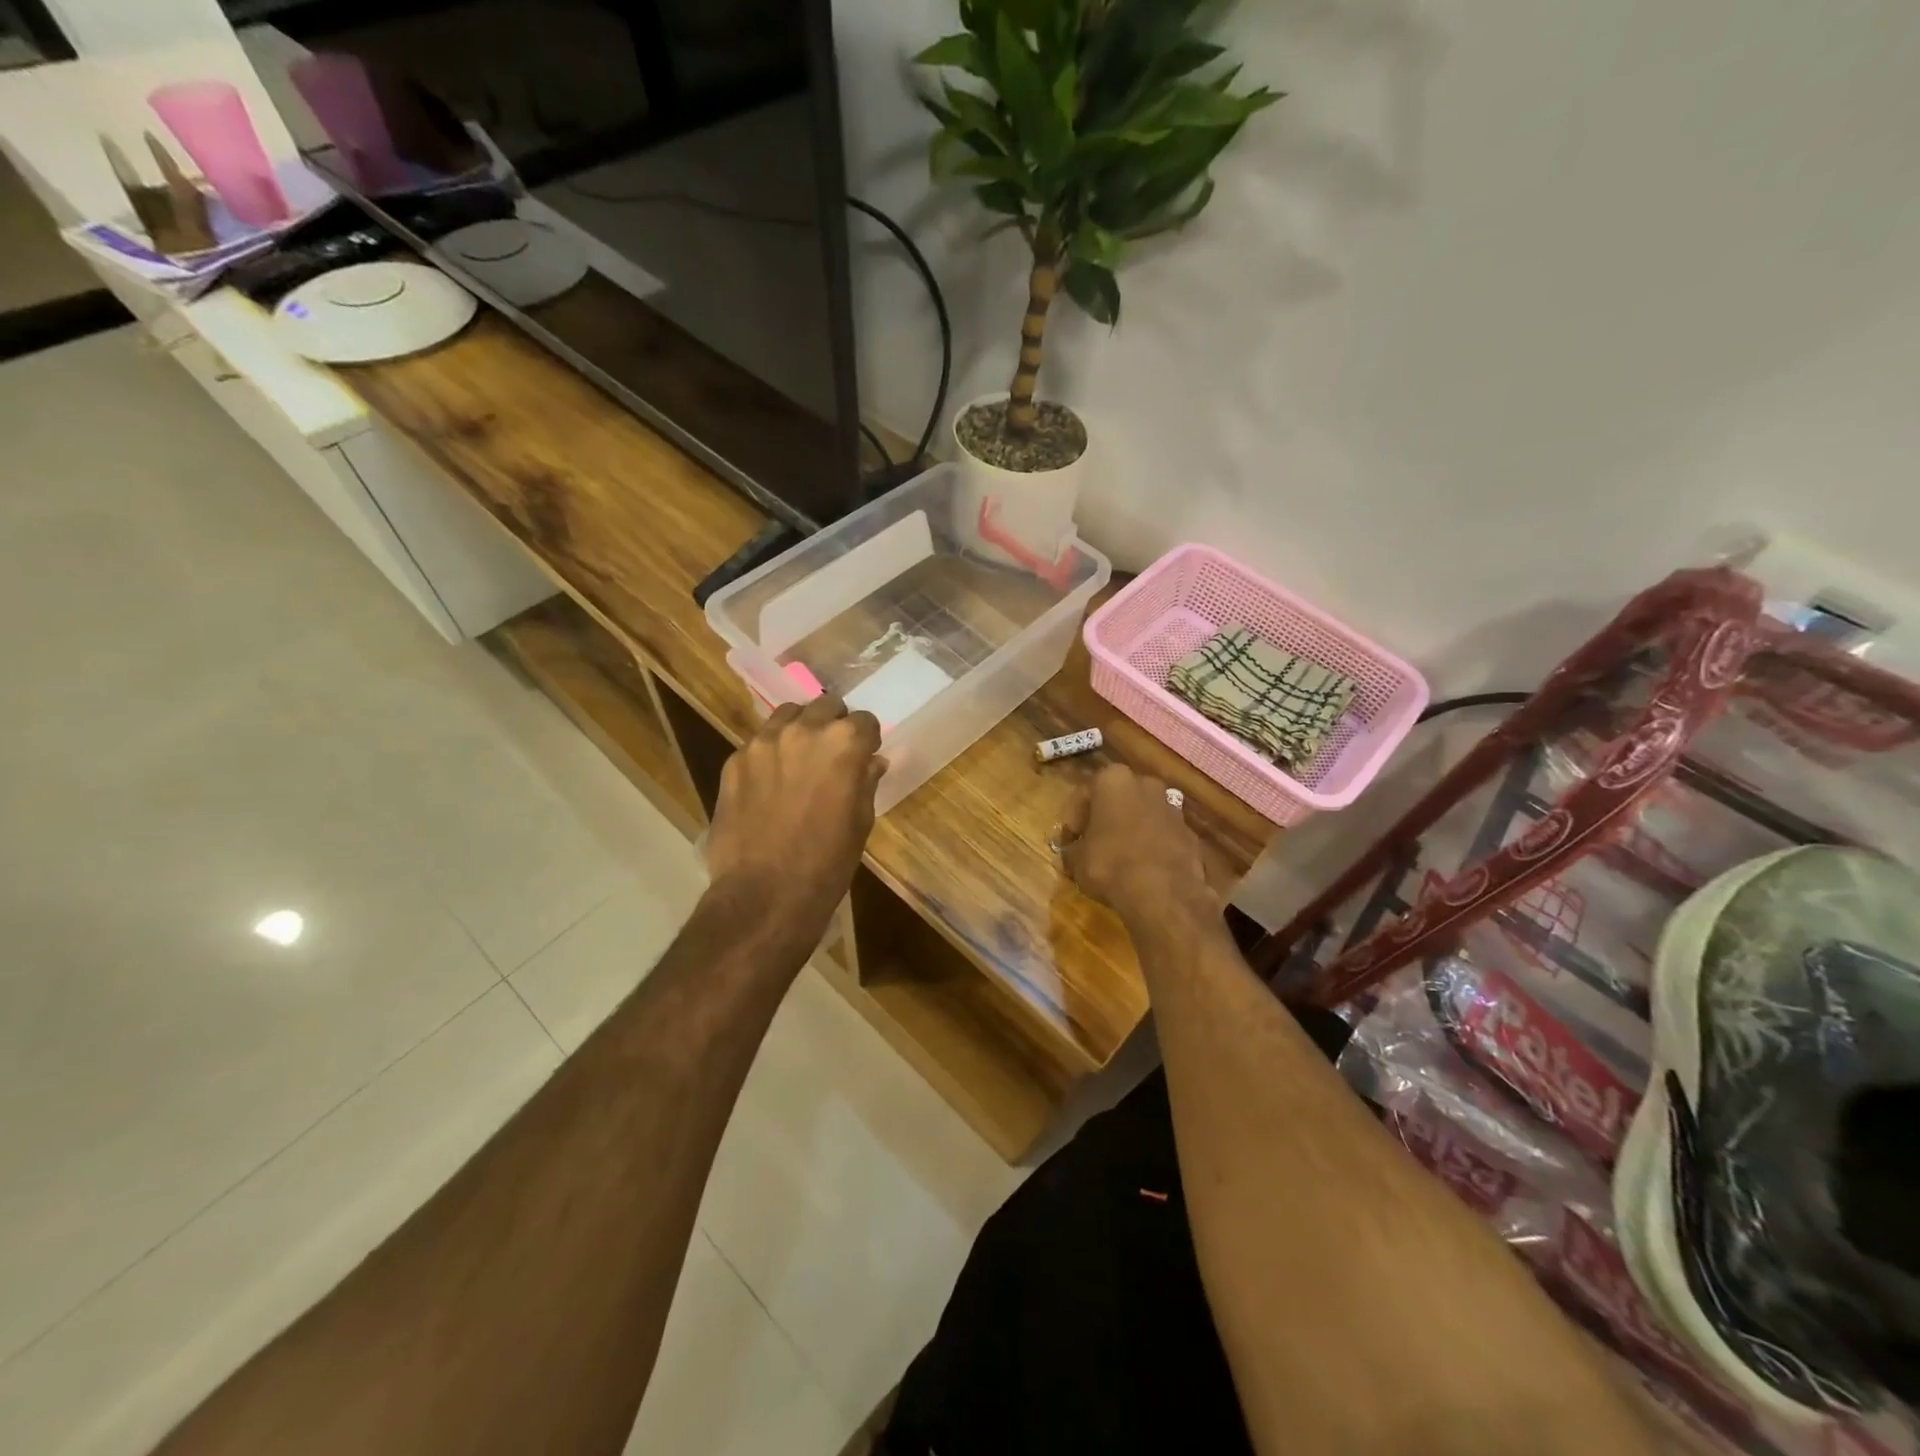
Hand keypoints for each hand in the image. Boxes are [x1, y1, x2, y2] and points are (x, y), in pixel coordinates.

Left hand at [706, 695, 884, 947]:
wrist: (764, 894)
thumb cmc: (827, 863)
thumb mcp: (860, 823)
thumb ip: (865, 782)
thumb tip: (871, 762)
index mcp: (843, 743)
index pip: (864, 720)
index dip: (867, 738)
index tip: (864, 755)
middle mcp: (803, 730)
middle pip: (825, 706)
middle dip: (833, 724)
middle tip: (832, 754)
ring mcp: (763, 743)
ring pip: (787, 715)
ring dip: (799, 729)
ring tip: (799, 759)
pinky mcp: (734, 761)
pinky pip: (758, 743)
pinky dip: (769, 753)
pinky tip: (769, 783)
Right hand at [1061, 764, 1216, 931]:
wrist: (1164, 893)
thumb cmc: (1110, 865)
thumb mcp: (1076, 860)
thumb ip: (1072, 849)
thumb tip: (1073, 852)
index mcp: (1113, 780)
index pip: (1084, 795)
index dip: (1072, 821)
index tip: (1066, 843)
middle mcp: (1145, 783)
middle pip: (1117, 799)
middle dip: (1105, 819)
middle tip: (1092, 844)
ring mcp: (1172, 807)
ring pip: (1143, 814)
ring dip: (1131, 830)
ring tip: (1119, 858)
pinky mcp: (1190, 832)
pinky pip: (1162, 834)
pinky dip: (1152, 846)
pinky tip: (1143, 868)